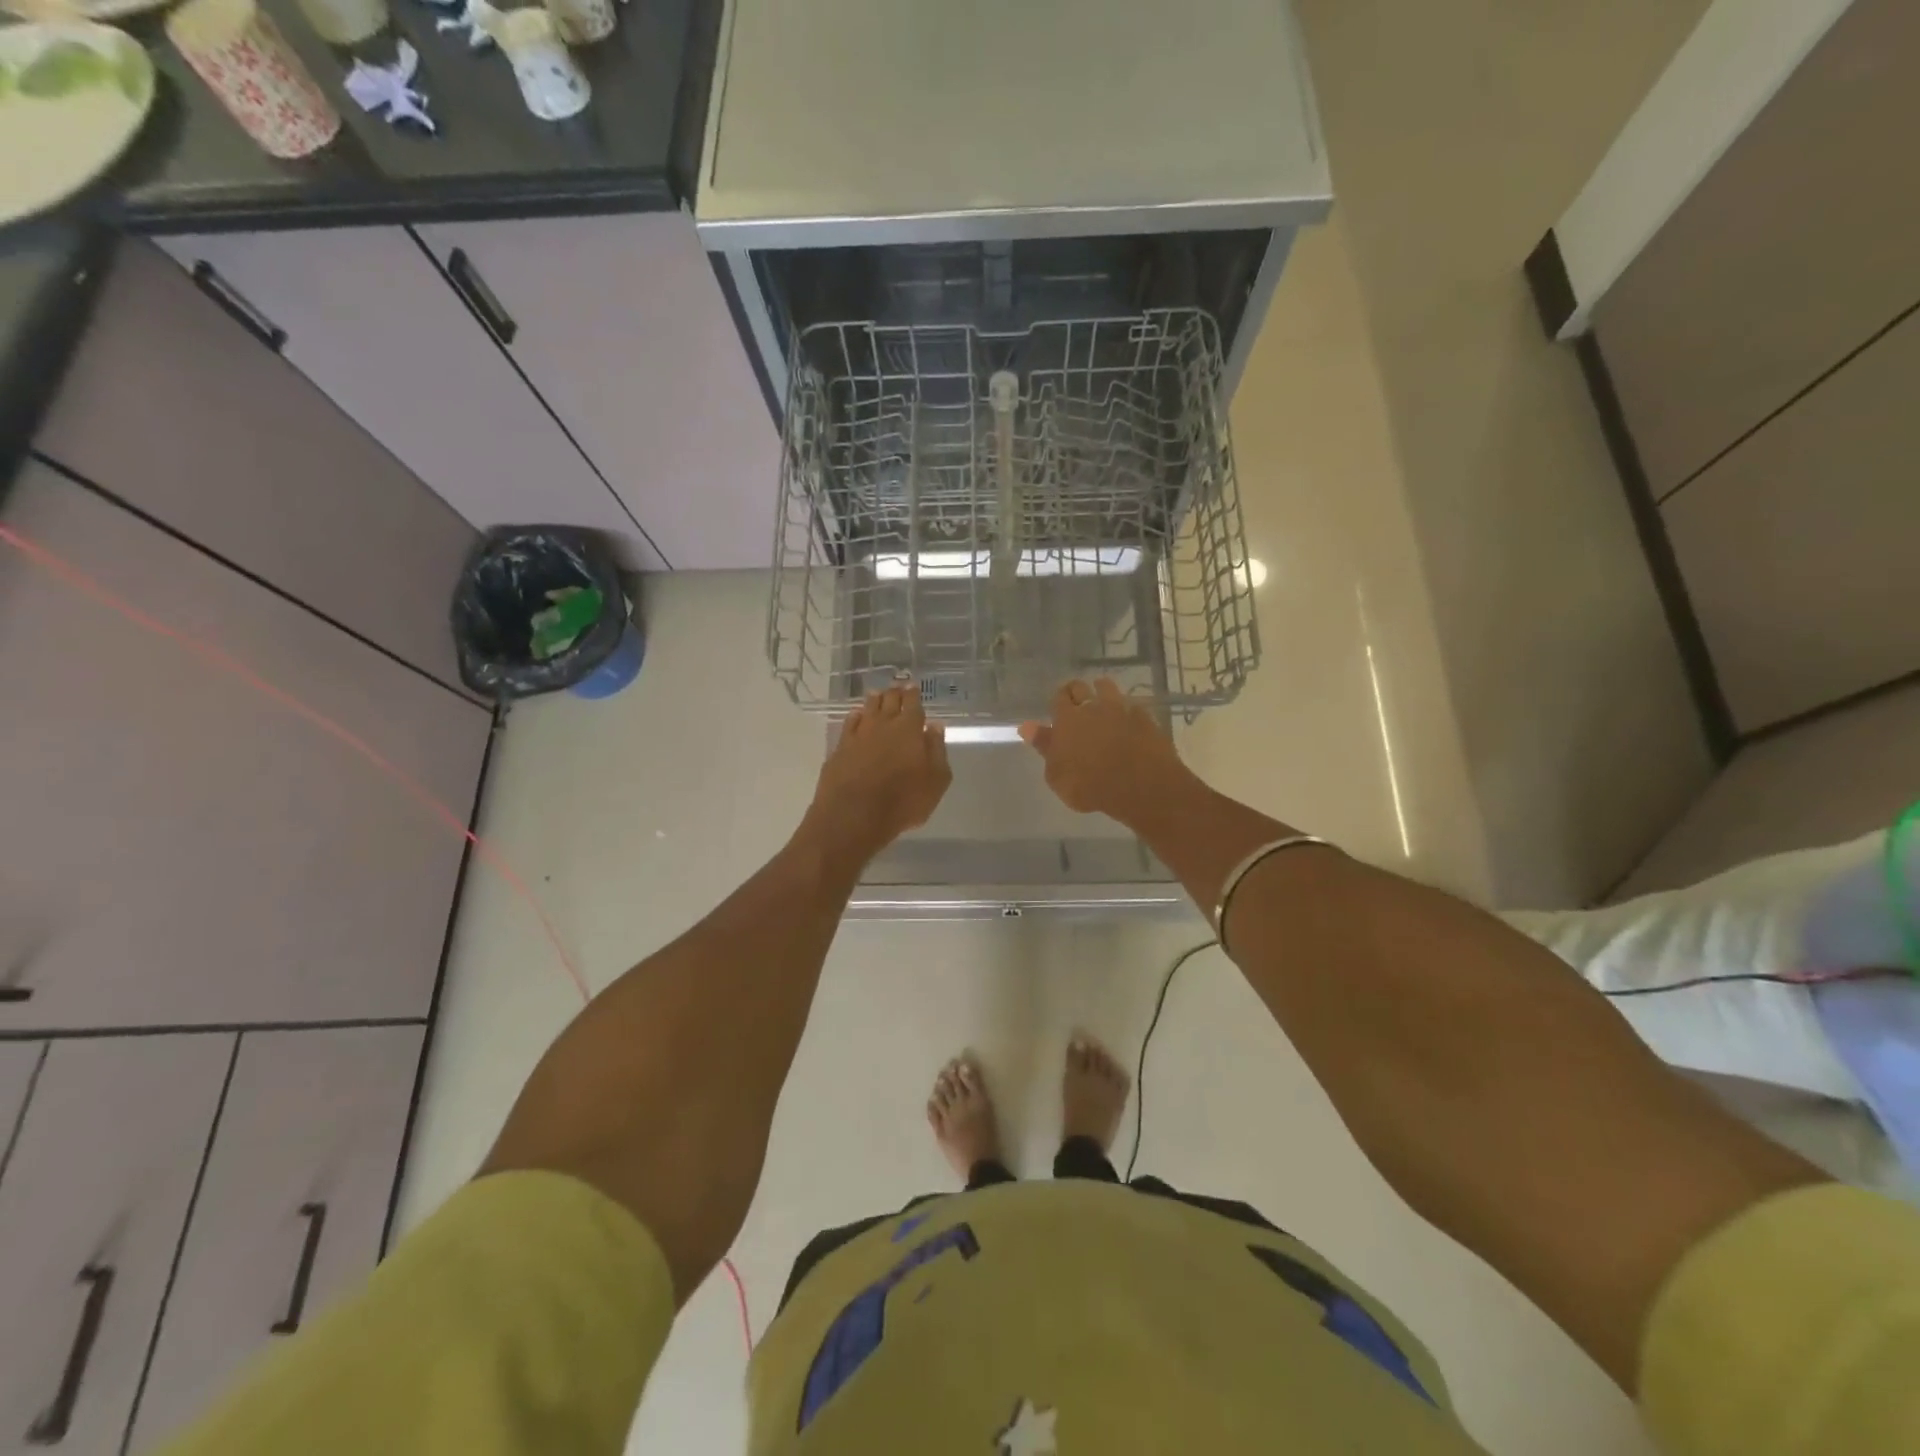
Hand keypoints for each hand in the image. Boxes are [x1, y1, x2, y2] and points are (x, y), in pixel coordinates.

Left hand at [804, 684, 951, 866]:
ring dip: (875, 699)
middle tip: (897, 687)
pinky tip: (857, 715)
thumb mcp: (935, 781)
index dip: (913, 694)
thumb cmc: (903, 801)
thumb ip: (937, 750)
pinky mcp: (840, 747)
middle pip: (889, 701)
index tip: (913, 686)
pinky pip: (849, 723)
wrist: (854, 815)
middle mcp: (883, 724)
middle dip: (895, 692)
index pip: (913, 704)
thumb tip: (935, 726)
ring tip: (878, 694)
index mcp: (909, 729)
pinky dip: (856, 715)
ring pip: (868, 708)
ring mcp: (859, 734)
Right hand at [1020, 678, 1189, 824]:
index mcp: (1067, 719)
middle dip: (1077, 692)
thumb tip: (1027, 726)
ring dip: (1102, 692)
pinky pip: (1131, 706)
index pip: (1059, 697)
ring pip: (1107, 688)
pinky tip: (1128, 721)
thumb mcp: (1057, 775)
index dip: (1058, 700)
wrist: (1140, 786)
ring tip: (1103, 706)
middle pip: (1081, 687)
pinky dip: (1126, 710)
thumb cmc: (1090, 786)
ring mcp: (1120, 709)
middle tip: (1077, 705)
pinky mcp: (1144, 717)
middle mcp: (1092, 706)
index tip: (1059, 708)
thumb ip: (1044, 747)